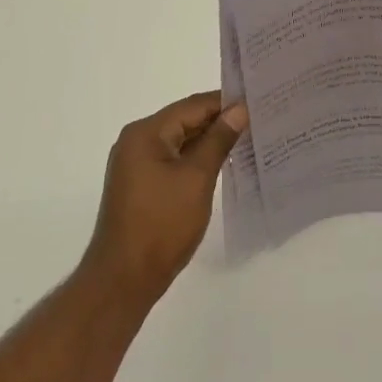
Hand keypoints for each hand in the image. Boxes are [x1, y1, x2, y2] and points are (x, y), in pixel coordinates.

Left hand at [82, 91, 246, 303]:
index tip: (257, 102)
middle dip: (219, 121)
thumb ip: (218, 140)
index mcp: (145, 133)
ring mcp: (136, 165)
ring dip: (209, 141)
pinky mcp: (140, 185)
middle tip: (257, 120)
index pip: (191, 106)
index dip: (224, 103)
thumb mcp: (197, 178)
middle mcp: (136, 141)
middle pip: (184, 121)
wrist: (124, 279)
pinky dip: (195, 160)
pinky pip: (173, 160)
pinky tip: (222, 164)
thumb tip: (239, 109)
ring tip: (247, 139)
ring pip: (179, 142)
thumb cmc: (162, 224)